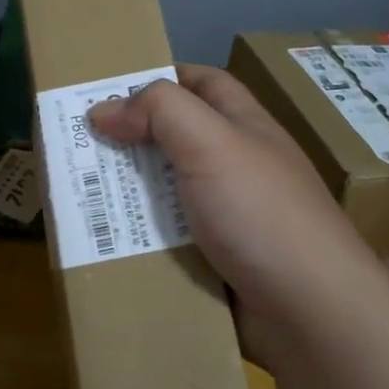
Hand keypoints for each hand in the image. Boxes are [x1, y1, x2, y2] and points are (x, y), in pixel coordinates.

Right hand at [90, 64, 384, 363]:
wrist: (312, 312)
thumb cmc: (261, 212)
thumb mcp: (211, 142)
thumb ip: (159, 111)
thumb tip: (103, 110)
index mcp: (244, 128)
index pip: (203, 83)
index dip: (162, 77)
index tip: (110, 88)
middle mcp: (237, 167)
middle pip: (176, 140)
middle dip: (130, 140)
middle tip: (78, 145)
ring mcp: (228, 217)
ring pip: (166, 194)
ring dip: (128, 193)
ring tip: (77, 195)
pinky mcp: (217, 262)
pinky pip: (169, 240)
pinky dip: (139, 239)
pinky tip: (106, 242)